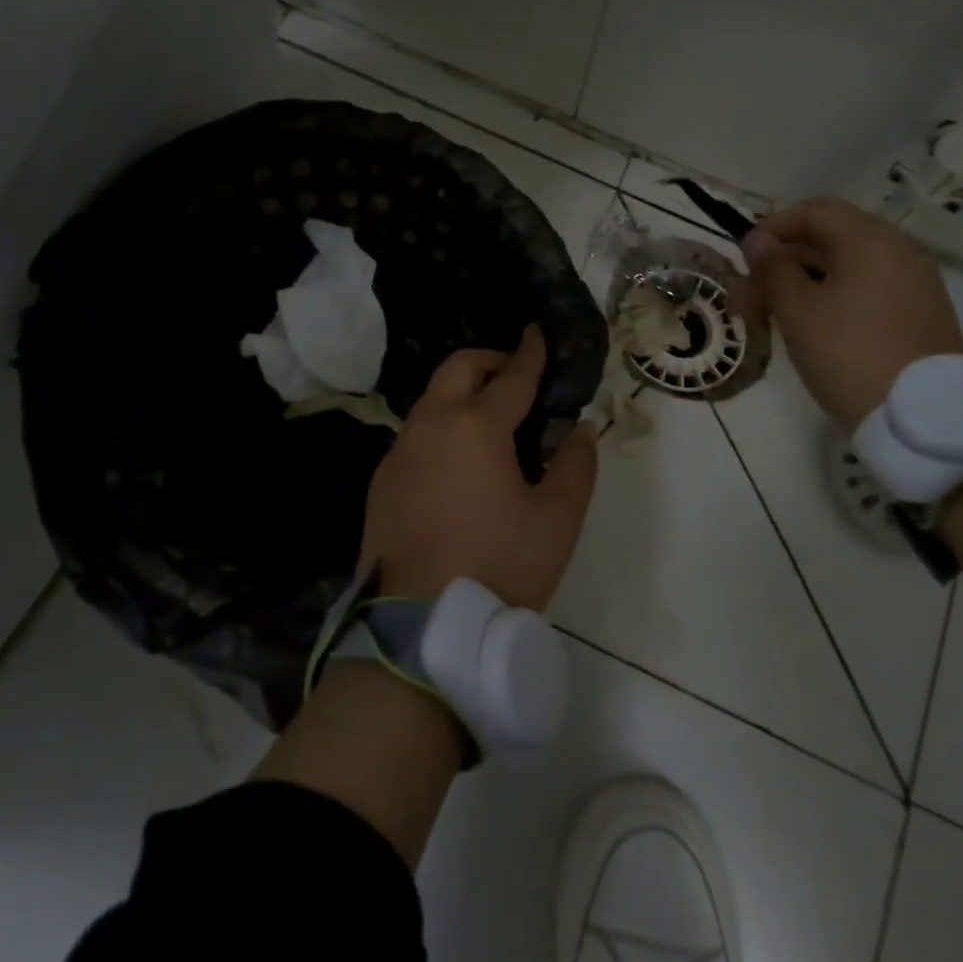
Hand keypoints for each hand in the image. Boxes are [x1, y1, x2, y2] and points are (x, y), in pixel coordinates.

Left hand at [361, 325, 598, 608]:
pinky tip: (457, 460)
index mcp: (476, 426)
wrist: (419, 629)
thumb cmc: (499, 567)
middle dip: (490, 360)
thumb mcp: (556, 521)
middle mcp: (431, 425)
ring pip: (431, 399)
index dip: (530, 353)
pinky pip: (415, 434)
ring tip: (490, 418)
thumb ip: (576, 465)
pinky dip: (441, 426)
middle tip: (515, 374)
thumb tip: (580, 428)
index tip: (538, 332)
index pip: (512, 376)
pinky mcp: (381, 480)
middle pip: (459, 368)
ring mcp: (399, 451)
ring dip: (461, 393)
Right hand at [742, 197, 962, 431]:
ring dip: (806, 281)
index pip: (815, 211)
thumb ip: (773, 269)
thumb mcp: (797, 311)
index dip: (774, 227)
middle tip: (751, 294)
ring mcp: (916, 283)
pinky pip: (870, 289)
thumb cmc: (848, 355)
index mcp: (870, 240)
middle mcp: (899, 251)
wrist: (922, 418)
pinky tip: (815, 328)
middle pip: (832, 237)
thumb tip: (758, 239)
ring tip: (775, 315)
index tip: (745, 257)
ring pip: (849, 266)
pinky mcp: (922, 314)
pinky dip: (836, 296)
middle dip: (785, 260)